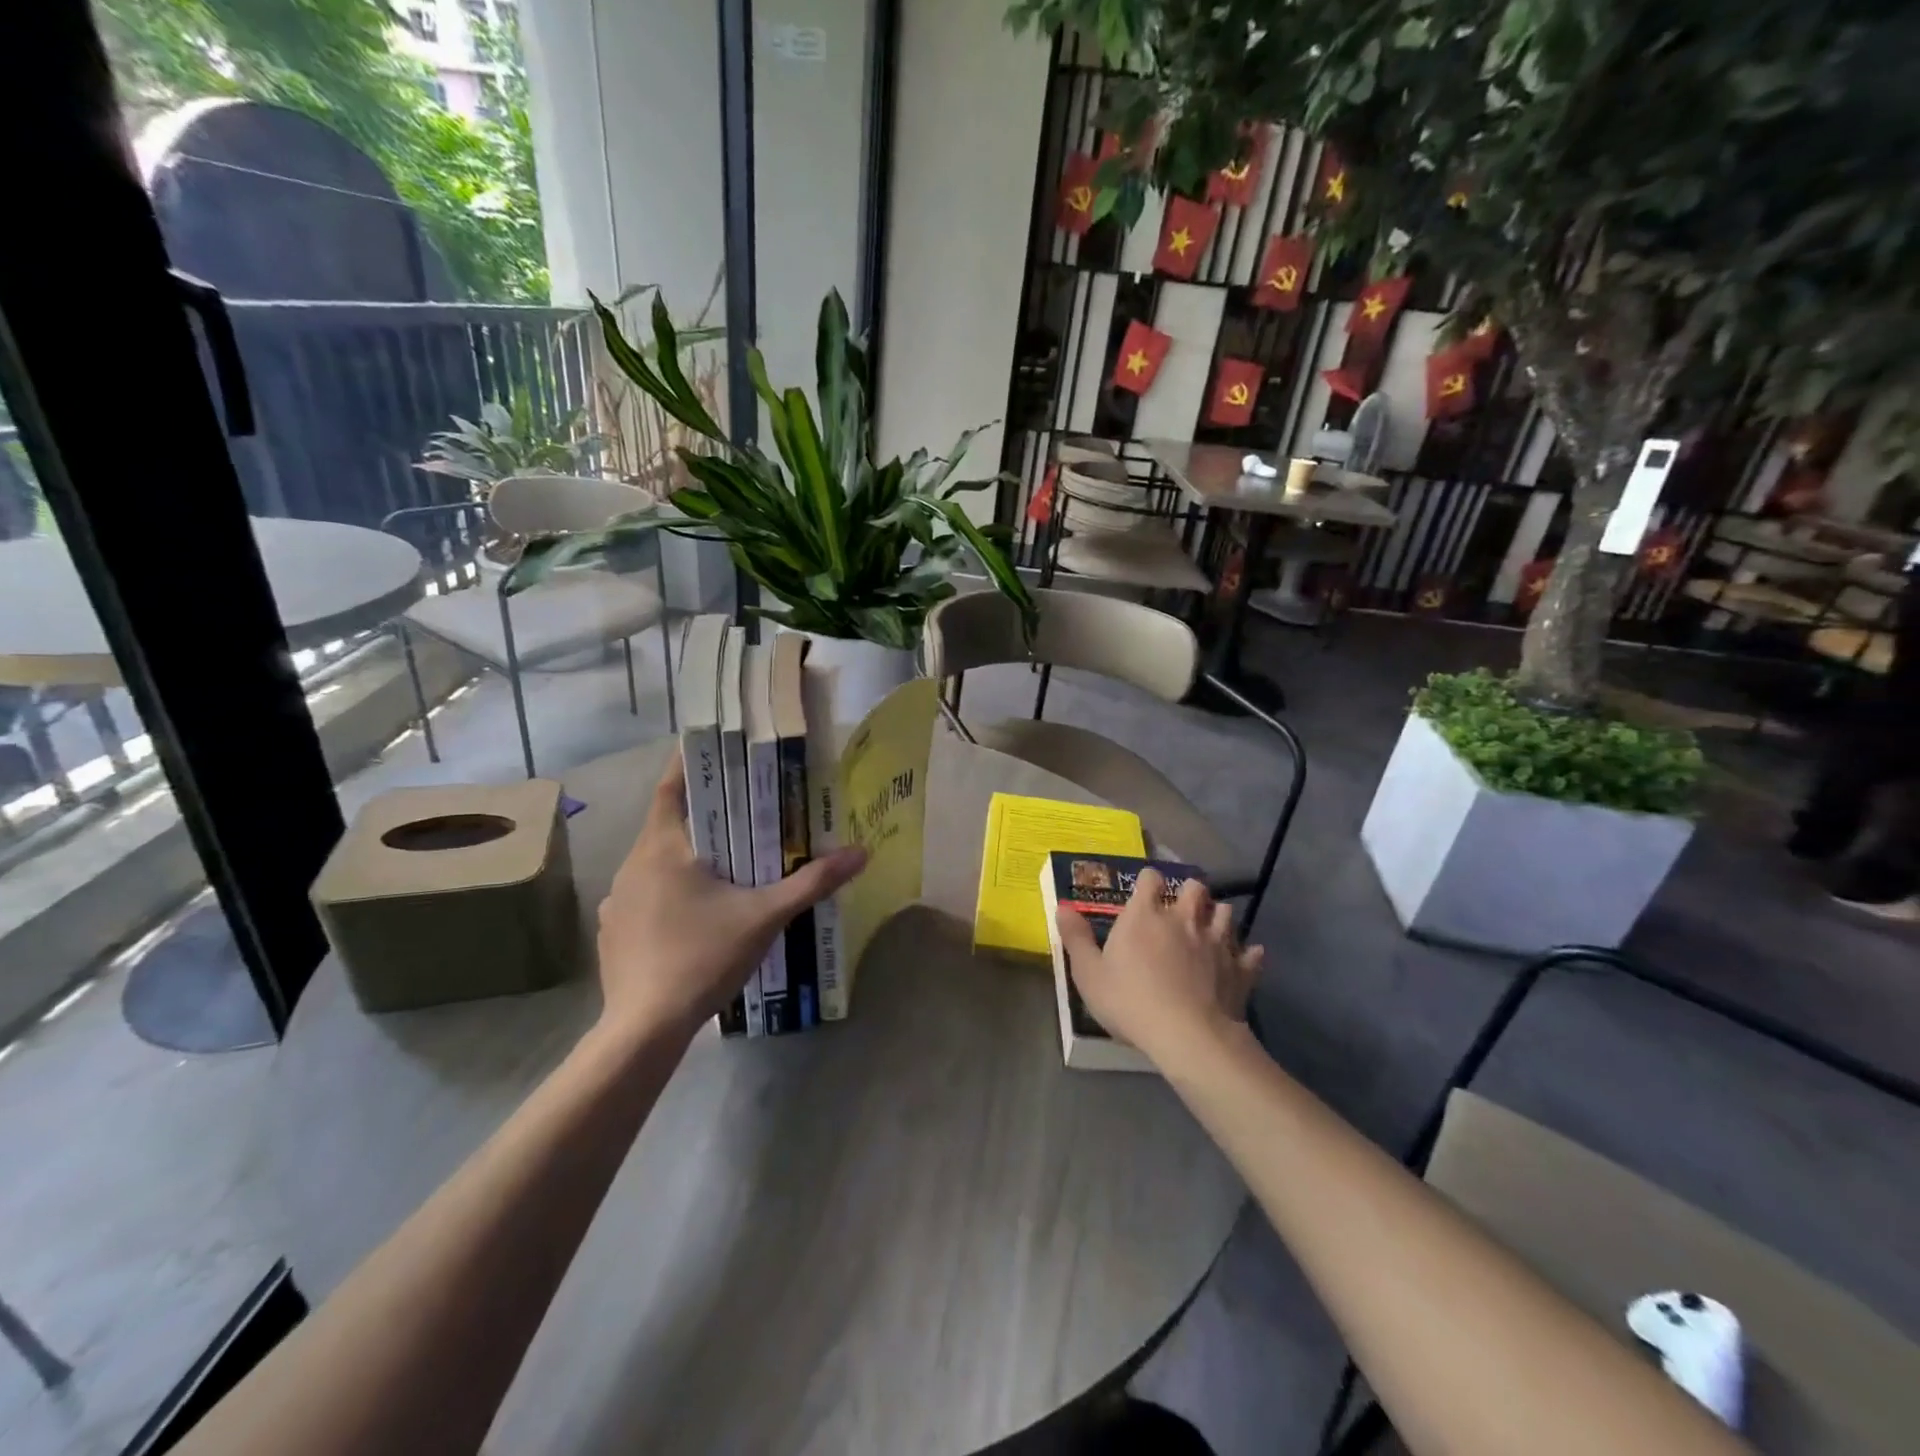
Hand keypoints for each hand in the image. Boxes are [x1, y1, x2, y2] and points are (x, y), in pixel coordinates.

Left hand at [595, 754, 866, 1039]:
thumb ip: (812, 882)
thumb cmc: (703, 957)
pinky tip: (695, 913)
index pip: (671, 788)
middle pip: (667, 824)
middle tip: (741, 810)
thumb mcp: (765, 916)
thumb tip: (861, 852)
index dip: (689, 765)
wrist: (644, 1028)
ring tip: (724, 862)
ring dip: (686, 856)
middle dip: (703, 815)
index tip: (715, 751)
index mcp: (662, 848)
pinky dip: (669, 890)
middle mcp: (633, 865)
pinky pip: (644, 894)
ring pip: (656, 862)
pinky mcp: (613, 931)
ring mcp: (617, 900)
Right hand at [1055, 870, 1262, 1065]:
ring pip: (1226, 913)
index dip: (1147, 881)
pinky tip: (1241, 960)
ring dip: (1217, 917)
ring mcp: (1217, 942)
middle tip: (1179, 910)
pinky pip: (1251, 953)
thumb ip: (1076, 938)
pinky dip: (1246, 955)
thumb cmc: (1131, 1001)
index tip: (1143, 893)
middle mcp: (1184, 918)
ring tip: (1208, 931)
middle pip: (1195, 887)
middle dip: (1189, 893)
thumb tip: (1062, 907)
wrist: (1188, 1036)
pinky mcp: (1240, 969)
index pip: (1150, 877)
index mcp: (1146, 914)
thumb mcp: (1089, 974)